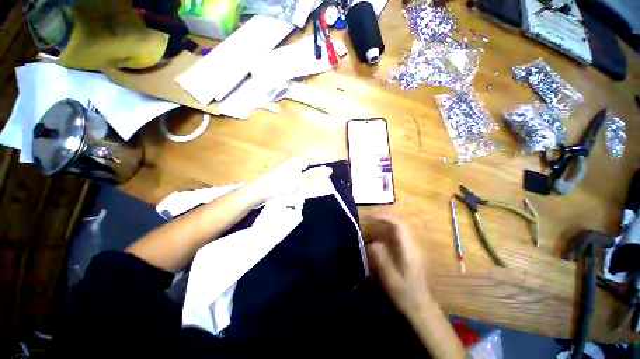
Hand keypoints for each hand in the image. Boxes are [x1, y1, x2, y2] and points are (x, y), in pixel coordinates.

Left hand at [248, 157, 332, 202]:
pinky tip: (299, 191)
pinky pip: (299, 179)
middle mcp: (296, 161)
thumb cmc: (280, 185)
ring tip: (308, 190)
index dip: (324, 170)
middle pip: (312, 169)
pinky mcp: (286, 175)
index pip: (318, 161)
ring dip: (308, 182)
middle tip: (317, 187)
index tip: (331, 178)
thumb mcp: (300, 181)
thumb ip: (315, 175)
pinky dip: (301, 184)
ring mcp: (290, 168)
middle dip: (316, 178)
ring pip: (306, 175)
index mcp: (300, 159)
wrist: (259, 191)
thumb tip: (330, 169)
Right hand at [366, 214, 431, 315]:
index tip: (371, 217)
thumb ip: (382, 259)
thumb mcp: (390, 279)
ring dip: (386, 223)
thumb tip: (373, 242)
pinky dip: (389, 229)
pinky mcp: (412, 250)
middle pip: (401, 222)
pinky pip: (400, 234)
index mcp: (409, 250)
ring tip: (373, 225)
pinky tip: (380, 235)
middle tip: (370, 219)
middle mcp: (413, 245)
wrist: (421, 305)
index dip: (385, 217)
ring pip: (400, 227)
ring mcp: (414, 247)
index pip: (399, 225)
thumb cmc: (405, 294)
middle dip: (384, 217)